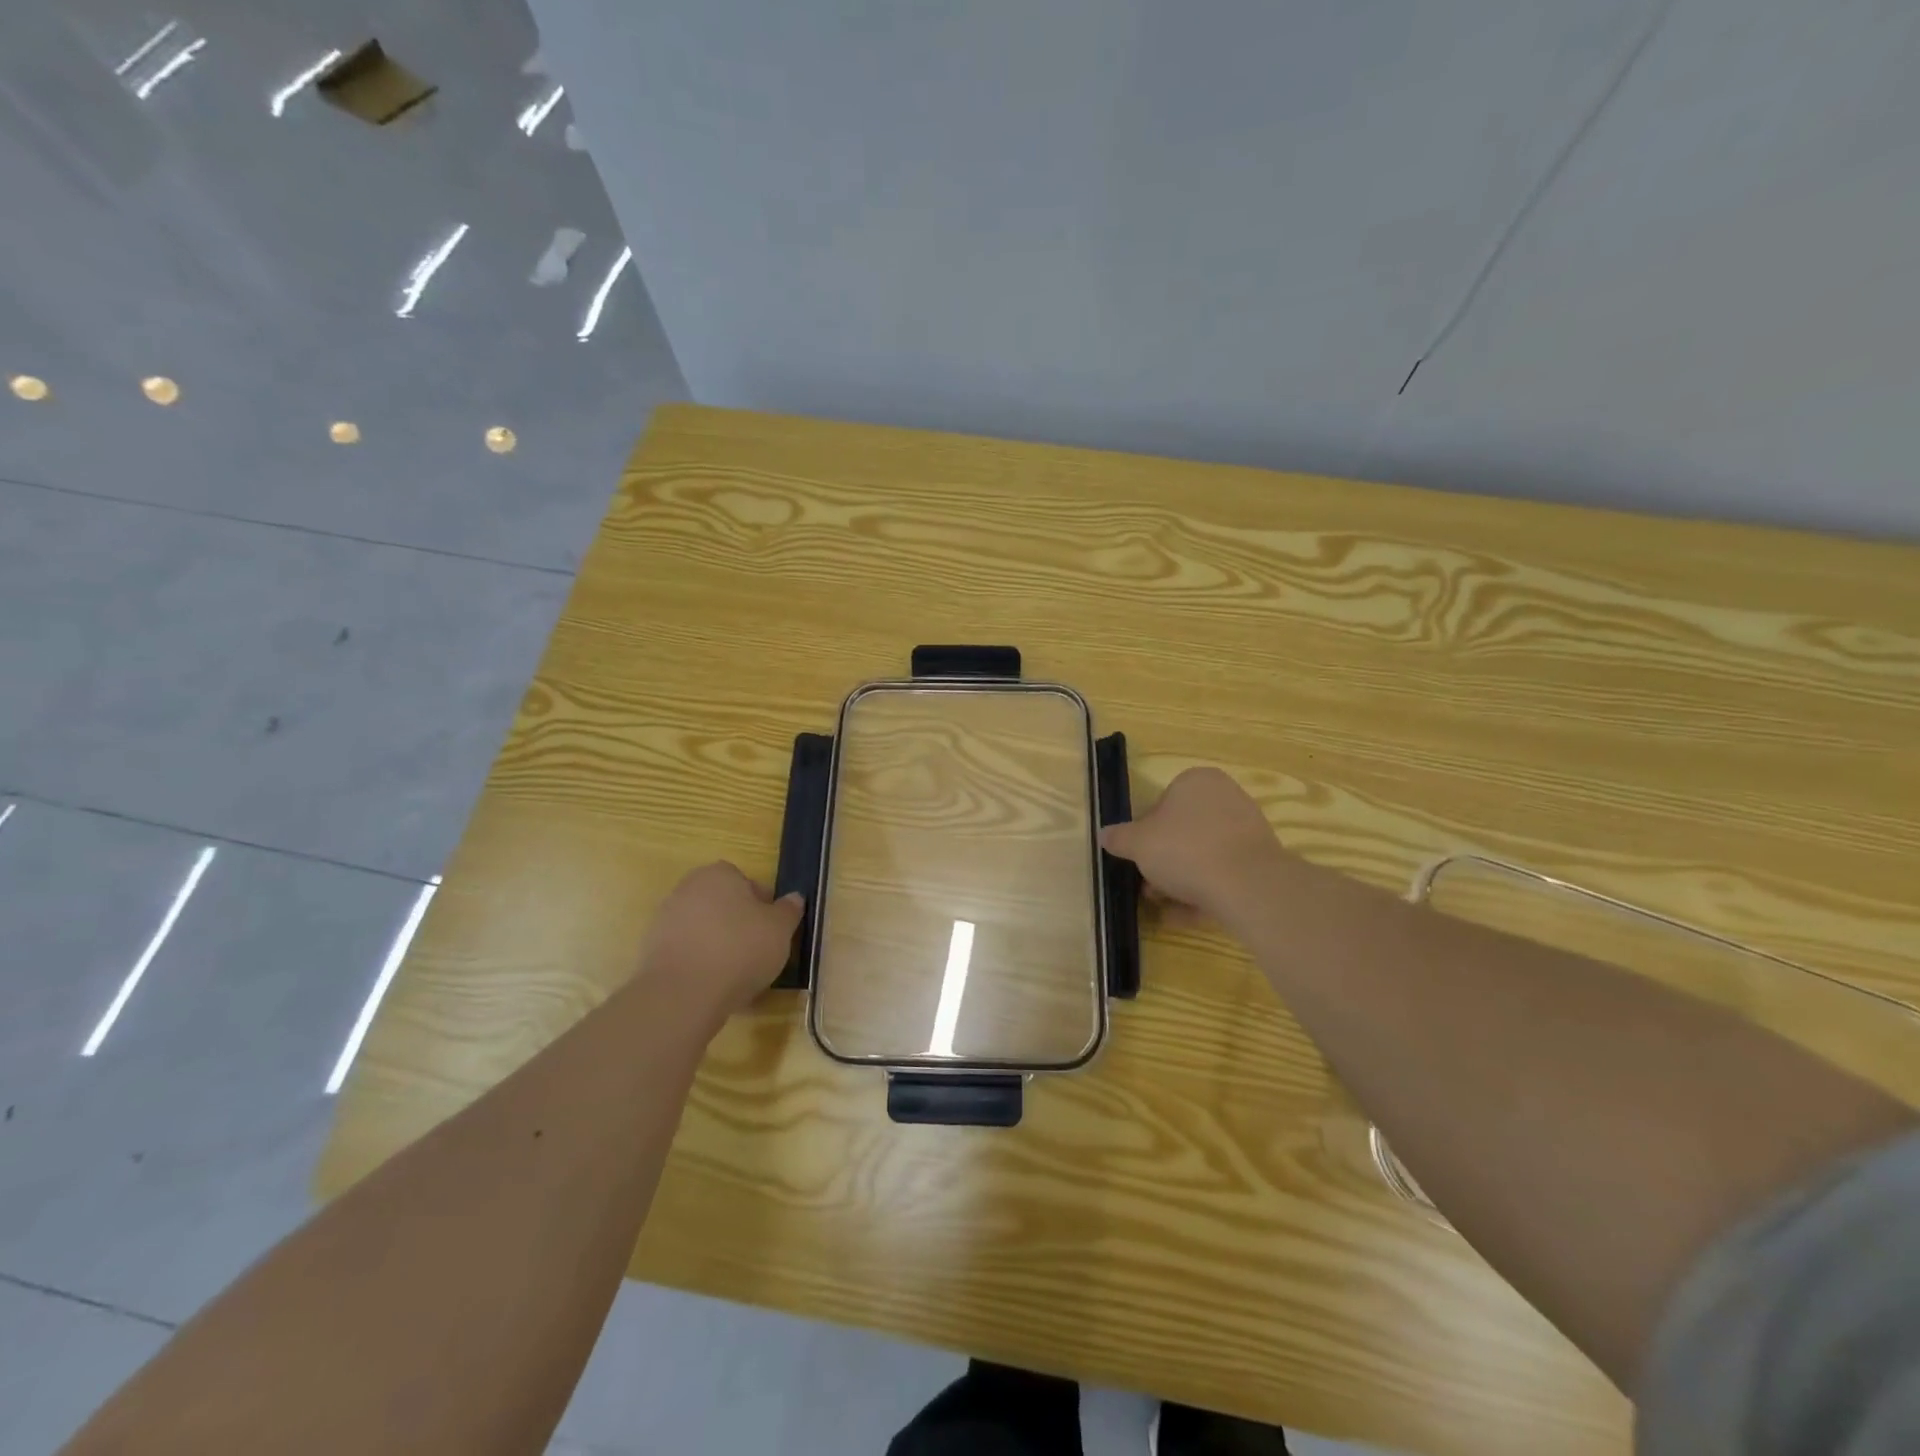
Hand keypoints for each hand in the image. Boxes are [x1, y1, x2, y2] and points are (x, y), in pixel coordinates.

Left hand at [638, 862, 802, 1024]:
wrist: (682, 994)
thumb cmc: (740, 949)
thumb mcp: (780, 929)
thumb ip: (789, 910)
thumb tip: (794, 898)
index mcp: (719, 874)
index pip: (747, 883)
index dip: (763, 906)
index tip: (772, 931)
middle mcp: (688, 888)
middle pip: (723, 905)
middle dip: (739, 924)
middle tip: (758, 951)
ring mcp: (665, 919)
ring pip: (705, 930)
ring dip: (719, 945)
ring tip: (738, 975)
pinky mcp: (651, 952)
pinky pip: (687, 952)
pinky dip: (701, 964)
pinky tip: (714, 987)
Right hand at [1100, 768, 1286, 929]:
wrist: (1248, 885)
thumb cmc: (1185, 850)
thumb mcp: (1137, 843)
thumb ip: (1119, 838)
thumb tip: (1104, 835)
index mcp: (1196, 781)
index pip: (1162, 803)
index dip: (1144, 833)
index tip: (1137, 857)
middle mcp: (1226, 798)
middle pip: (1183, 832)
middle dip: (1163, 862)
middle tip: (1148, 887)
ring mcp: (1247, 830)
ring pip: (1203, 856)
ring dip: (1180, 881)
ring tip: (1164, 907)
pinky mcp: (1261, 862)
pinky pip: (1223, 875)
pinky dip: (1204, 893)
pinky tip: (1185, 916)